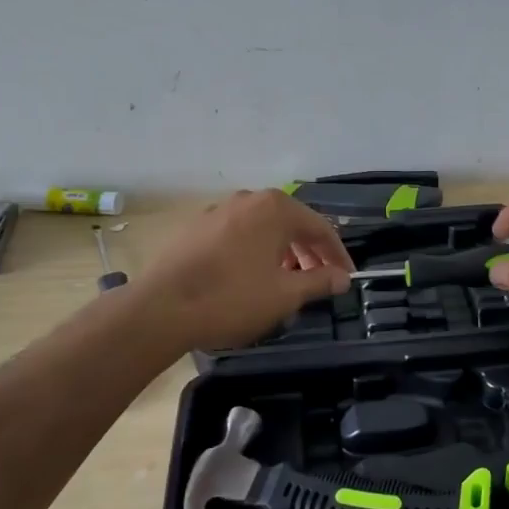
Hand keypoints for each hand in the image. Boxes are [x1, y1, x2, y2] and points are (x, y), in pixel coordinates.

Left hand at [133, 189, 353, 349]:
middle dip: (309, 252)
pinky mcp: (196, 226)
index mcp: (276, 208)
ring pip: (263, 228)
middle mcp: (249, 199)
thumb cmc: (231, 299)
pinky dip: (254, 251)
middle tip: (318, 281)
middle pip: (291, 223)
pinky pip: (238, 234)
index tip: (347, 278)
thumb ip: (319, 282)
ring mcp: (219, 209)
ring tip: (285, 281)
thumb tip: (342, 277)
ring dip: (282, 252)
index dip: (337, 255)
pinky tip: (250, 277)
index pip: (321, 228)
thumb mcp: (284, 295)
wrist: (160, 309)